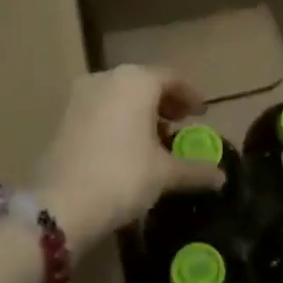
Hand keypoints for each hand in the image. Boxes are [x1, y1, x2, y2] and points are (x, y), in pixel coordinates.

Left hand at [35, 66, 223, 247]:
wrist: (60, 204)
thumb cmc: (122, 176)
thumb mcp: (165, 174)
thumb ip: (195, 169)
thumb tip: (221, 177)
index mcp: (136, 81)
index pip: (172, 78)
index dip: (190, 96)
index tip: (202, 115)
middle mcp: (107, 78)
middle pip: (144, 83)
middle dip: (165, 103)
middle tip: (181, 124)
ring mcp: (81, 96)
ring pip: (120, 96)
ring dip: (141, 112)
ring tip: (156, 140)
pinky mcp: (64, 117)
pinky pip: (101, 109)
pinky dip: (118, 120)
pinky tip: (127, 147)